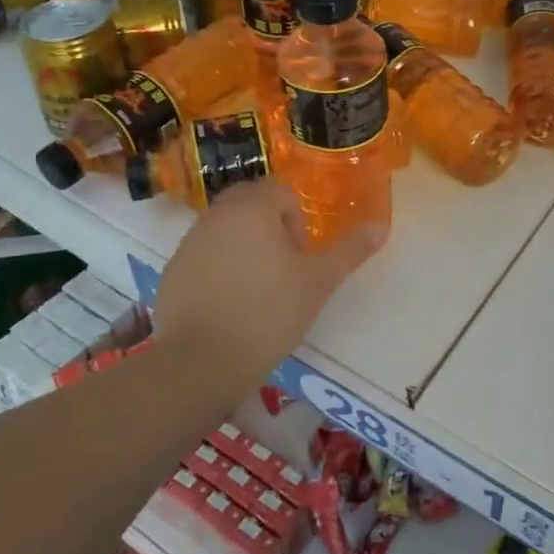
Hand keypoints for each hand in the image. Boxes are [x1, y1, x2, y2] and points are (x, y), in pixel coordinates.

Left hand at [153, 180, 385, 375]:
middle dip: (268, 225)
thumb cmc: (268, 313)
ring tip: (257, 289)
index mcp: (252, 208)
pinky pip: (202, 255)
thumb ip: (350, 250)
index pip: (279, 191)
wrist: (202, 362)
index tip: (299, 257)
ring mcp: (189, 243)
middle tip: (282, 267)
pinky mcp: (172, 271)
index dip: (296, 220)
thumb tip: (382, 225)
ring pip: (224, 228)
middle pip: (248, 203)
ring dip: (243, 245)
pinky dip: (218, 268)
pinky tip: (228, 305)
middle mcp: (216, 215)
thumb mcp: (318, 282)